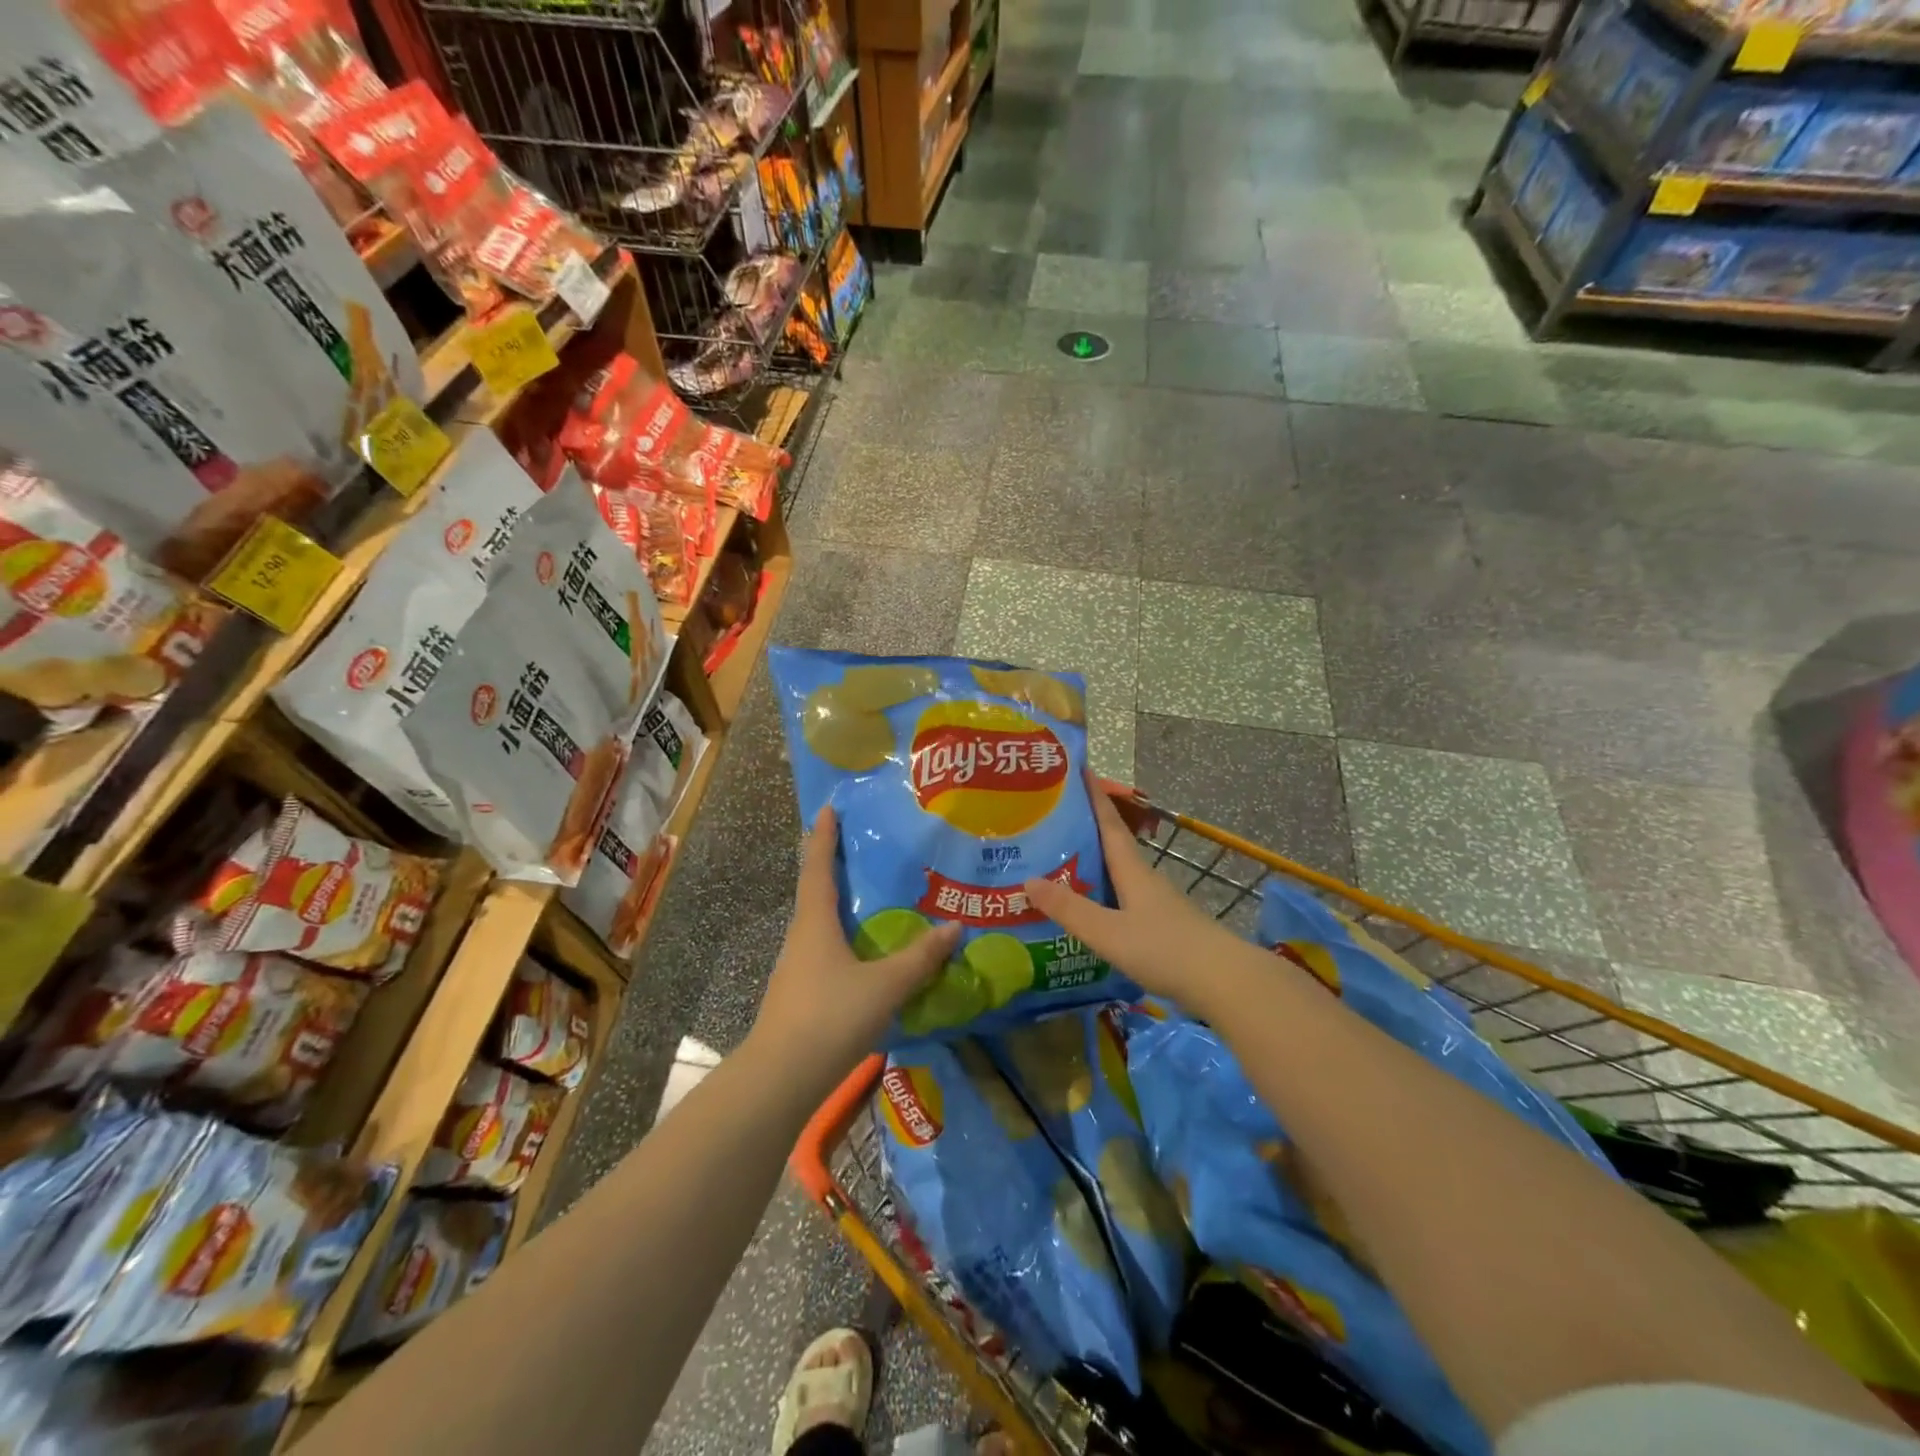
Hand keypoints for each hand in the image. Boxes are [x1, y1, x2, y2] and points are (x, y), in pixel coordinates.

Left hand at [749, 807, 959, 1090]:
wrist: (780, 1078)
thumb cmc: (830, 1017)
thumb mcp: (885, 985)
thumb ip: (920, 958)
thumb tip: (955, 927)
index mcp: (814, 923)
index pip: (818, 867)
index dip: (824, 837)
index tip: (828, 809)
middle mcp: (801, 937)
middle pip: (816, 892)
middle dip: (834, 867)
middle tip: (862, 848)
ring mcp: (796, 968)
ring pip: (820, 925)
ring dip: (840, 906)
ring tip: (872, 898)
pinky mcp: (800, 994)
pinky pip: (825, 953)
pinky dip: (844, 940)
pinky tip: (865, 954)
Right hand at [1023, 778, 1246, 1010]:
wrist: (1225, 983)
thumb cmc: (1165, 950)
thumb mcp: (1108, 932)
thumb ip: (1069, 909)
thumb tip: (1026, 880)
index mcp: (1133, 871)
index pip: (1109, 823)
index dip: (1094, 797)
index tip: (1079, 770)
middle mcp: (1146, 879)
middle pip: (1113, 845)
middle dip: (1086, 828)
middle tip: (1052, 819)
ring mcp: (1158, 903)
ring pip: (1120, 873)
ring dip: (1094, 863)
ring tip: (1060, 862)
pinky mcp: (1164, 926)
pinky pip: (1125, 899)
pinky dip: (1104, 893)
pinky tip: (1090, 908)